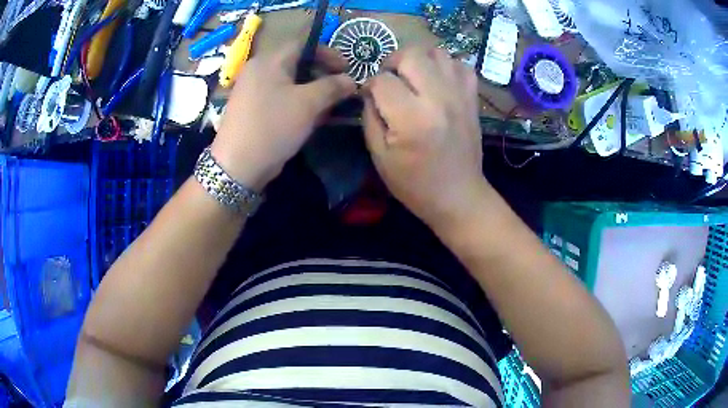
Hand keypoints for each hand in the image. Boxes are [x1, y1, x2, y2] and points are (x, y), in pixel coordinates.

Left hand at [211, 44, 355, 190]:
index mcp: (270, 60)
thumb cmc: (273, 126)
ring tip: (330, 106)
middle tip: (340, 89)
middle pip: (297, 63)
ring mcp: (254, 90)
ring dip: (312, 91)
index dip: (328, 53)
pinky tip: (311, 117)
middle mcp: (259, 70)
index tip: (346, 69)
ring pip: (290, 82)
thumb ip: (332, 87)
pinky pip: (280, 97)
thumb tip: (351, 80)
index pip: (303, 44)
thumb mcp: (308, 104)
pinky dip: (298, 102)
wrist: (238, 165)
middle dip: (322, 74)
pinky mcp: (253, 109)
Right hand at [362, 47, 488, 228]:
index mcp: (411, 119)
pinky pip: (462, 66)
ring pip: (438, 53)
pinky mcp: (472, 99)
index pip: (382, 80)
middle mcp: (438, 99)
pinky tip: (438, 81)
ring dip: (420, 60)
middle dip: (393, 62)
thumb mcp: (380, 157)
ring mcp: (460, 96)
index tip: (370, 95)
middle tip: (390, 80)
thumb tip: (370, 91)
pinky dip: (447, 67)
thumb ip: (370, 118)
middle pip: (411, 54)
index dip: (370, 84)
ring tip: (414, 78)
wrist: (458, 196)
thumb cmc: (414, 184)